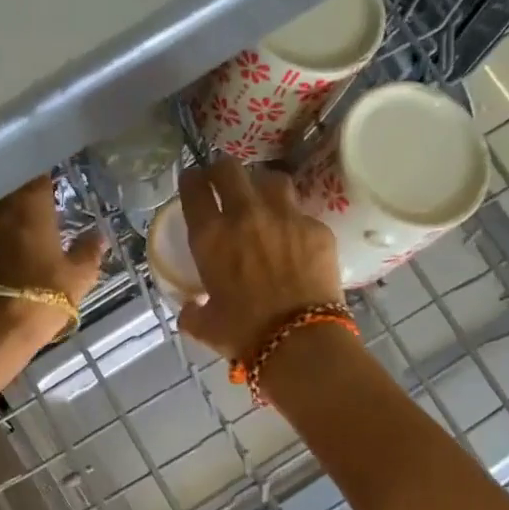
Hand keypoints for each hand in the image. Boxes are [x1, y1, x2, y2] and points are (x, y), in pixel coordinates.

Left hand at [0, 175, 108, 346]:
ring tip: (10, 221)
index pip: (38, 172)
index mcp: (31, 200)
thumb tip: (99, 236)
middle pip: (9, 183)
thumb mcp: (77, 279)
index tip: (52, 188)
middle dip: (20, 190)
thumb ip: (88, 252)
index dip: (46, 179)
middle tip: (34, 205)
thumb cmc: (39, 298)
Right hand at [176, 158, 343, 360]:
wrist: (299, 341)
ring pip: (271, 180)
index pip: (194, 188)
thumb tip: (190, 308)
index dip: (191, 180)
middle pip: (230, 169)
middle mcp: (246, 215)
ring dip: (262, 187)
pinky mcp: (317, 228)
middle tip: (224, 182)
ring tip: (264, 202)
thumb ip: (193, 311)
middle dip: (223, 170)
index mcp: (211, 236)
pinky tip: (296, 239)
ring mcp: (286, 217)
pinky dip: (295, 222)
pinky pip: (302, 213)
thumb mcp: (206, 325)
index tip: (193, 182)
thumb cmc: (244, 334)